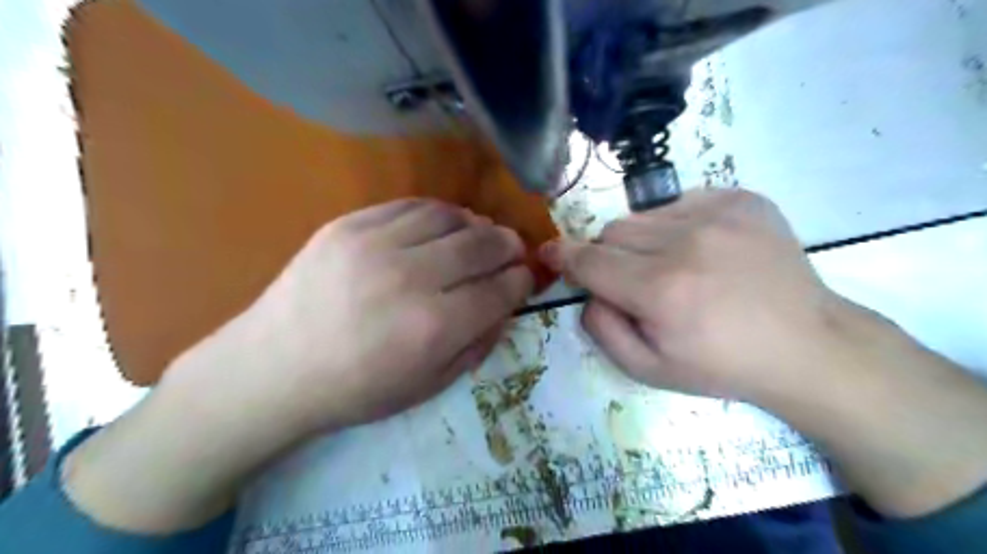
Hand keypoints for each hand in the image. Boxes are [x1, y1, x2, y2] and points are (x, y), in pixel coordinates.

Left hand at [63, 199, 531, 532]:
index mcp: (433, 327)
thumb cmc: (356, 390)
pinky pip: (411, 205)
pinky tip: (442, 227)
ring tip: (478, 237)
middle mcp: (411, 278)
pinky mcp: (348, 225)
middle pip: (483, 244)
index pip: (501, 289)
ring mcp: (376, 244)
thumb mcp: (429, 386)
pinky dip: (438, 213)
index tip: (525, 279)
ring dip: (476, 225)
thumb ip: (476, 343)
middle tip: (512, 252)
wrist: (273, 369)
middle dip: (508, 247)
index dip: (522, 281)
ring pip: (451, 216)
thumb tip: (502, 305)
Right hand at [543, 187, 986, 519]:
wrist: (807, 345)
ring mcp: (718, 214)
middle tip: (635, 281)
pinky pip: (680, 202)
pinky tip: (701, 249)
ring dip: (642, 240)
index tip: (549, 252)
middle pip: (613, 232)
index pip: (590, 261)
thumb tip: (586, 291)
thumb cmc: (722, 365)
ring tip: (672, 265)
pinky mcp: (742, 199)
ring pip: (643, 215)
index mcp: (661, 290)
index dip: (564, 256)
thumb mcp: (650, 370)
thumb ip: (602, 329)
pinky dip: (675, 223)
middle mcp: (686, 243)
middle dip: (609, 256)